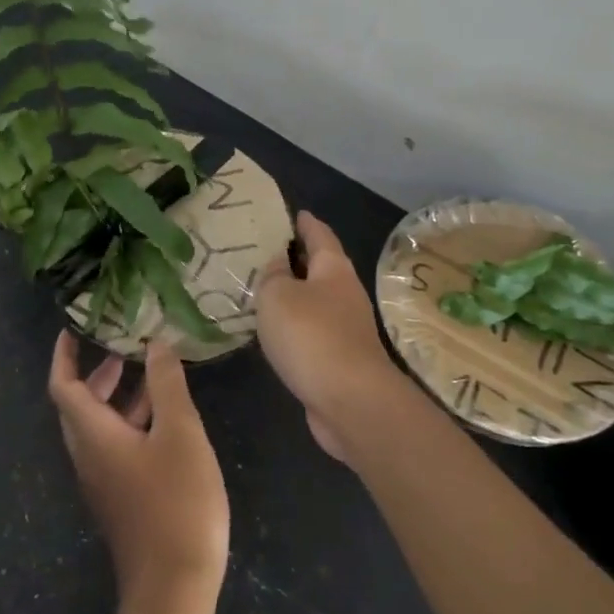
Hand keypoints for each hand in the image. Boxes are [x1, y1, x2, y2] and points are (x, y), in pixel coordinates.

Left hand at [48, 332, 229, 613]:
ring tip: (153, 376)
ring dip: (118, 398)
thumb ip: (166, 384)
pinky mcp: (121, 498)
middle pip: (78, 405)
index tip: (76, 329)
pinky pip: (115, 447)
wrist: (174, 587)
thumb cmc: (176, 502)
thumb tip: (155, 344)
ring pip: (99, 428)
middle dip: (97, 373)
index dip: (64, 355)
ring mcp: (104, 481)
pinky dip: (132, 423)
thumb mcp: (180, 433)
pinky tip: (167, 420)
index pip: (63, 386)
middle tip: (124, 348)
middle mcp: (89, 456)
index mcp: (93, 436)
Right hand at [254, 211, 402, 463]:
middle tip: (265, 252)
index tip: (294, 213)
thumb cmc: (311, 336)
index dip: (306, 223)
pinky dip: (295, 325)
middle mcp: (345, 293)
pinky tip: (275, 331)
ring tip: (263, 290)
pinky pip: (312, 331)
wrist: (349, 401)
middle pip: (321, 267)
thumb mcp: (278, 296)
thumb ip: (273, 276)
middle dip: (297, 258)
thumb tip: (278, 264)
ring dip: (294, 295)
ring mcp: (346, 328)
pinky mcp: (340, 359)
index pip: (320, 235)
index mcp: (334, 269)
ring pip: (315, 301)